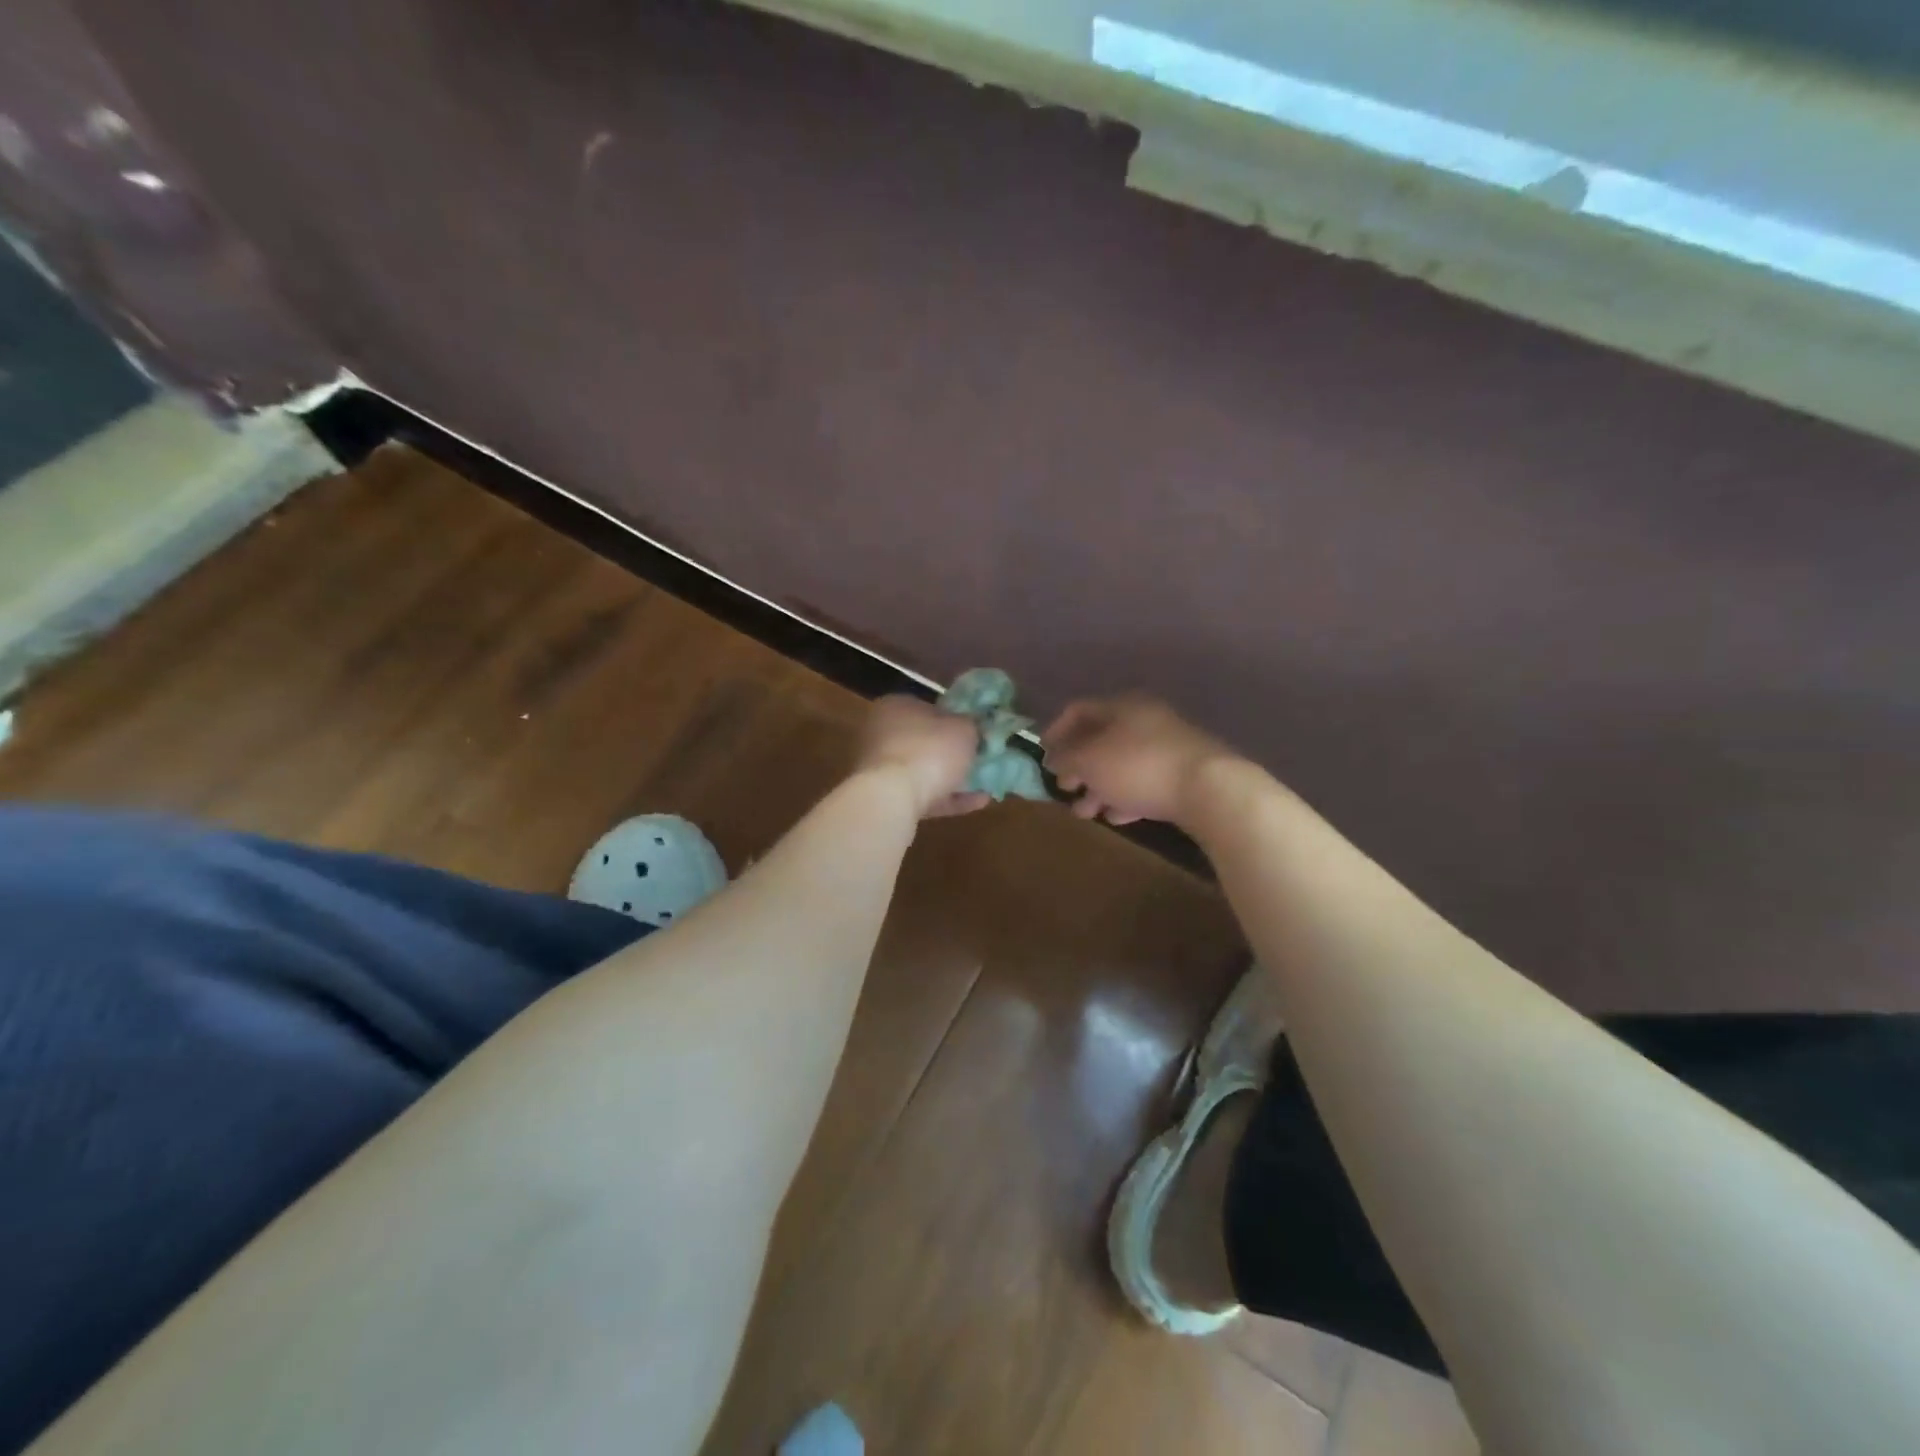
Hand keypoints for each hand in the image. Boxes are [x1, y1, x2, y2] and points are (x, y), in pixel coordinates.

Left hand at [854, 695, 989, 818]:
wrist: (894, 797)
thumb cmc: (929, 750)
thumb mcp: (963, 729)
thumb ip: (970, 725)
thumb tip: (971, 727)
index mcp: (896, 706)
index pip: (928, 707)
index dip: (954, 718)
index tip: (975, 731)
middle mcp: (882, 733)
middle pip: (924, 741)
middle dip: (952, 752)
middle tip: (981, 758)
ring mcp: (881, 768)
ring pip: (923, 771)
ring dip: (953, 779)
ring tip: (985, 784)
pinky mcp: (886, 798)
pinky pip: (923, 795)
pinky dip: (948, 799)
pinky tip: (978, 802)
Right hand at [1042, 694, 1239, 826]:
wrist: (1209, 789)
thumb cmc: (1138, 766)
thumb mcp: (1090, 761)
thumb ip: (1066, 759)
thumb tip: (1053, 759)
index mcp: (1122, 706)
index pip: (1079, 710)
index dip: (1055, 731)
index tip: (1042, 756)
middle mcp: (1145, 719)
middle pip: (1101, 739)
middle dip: (1078, 767)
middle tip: (1064, 788)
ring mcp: (1167, 746)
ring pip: (1122, 764)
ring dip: (1099, 787)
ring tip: (1085, 813)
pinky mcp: (1184, 773)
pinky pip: (1145, 782)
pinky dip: (1126, 797)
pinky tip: (1116, 817)